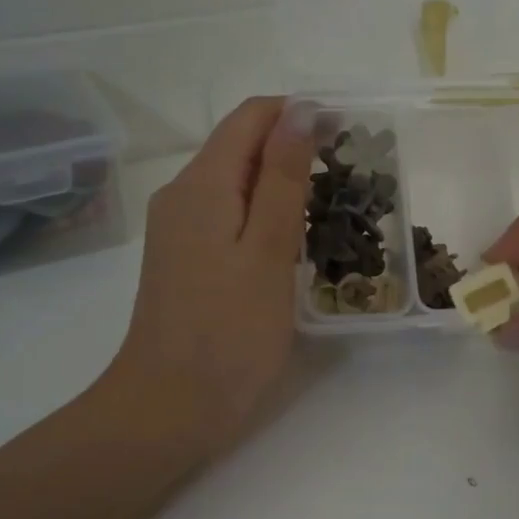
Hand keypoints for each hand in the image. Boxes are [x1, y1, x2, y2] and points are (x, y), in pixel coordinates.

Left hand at [106, 97, 314, 460]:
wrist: (169, 408)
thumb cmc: (228, 332)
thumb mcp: (267, 250)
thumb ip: (282, 178)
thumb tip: (300, 110)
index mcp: (201, 184)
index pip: (250, 117)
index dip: (299, 113)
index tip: (348, 134)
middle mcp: (182, 195)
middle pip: (240, 146)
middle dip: (293, 148)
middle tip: (349, 177)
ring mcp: (179, 229)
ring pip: (235, 182)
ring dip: (280, 183)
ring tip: (330, 208)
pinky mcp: (185, 259)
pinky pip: (227, 215)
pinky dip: (262, 214)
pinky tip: (291, 241)